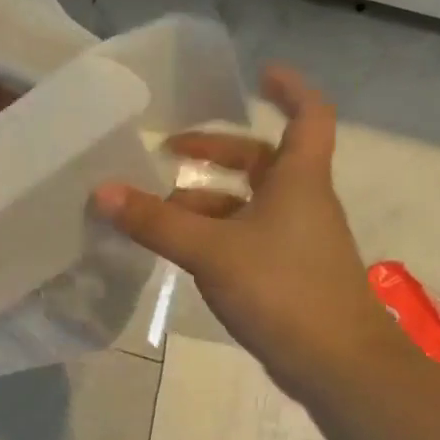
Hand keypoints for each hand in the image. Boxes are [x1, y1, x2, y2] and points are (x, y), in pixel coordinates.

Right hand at [94, 66, 397, 400]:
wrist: (337, 364)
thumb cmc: (282, 289)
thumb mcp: (210, 251)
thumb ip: (156, 222)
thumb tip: (102, 191)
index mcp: (298, 180)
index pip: (308, 115)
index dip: (289, 89)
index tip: (259, 75)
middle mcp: (303, 202)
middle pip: (264, 161)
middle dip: (218, 152)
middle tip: (171, 151)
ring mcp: (298, 240)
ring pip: (251, 204)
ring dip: (208, 200)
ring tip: (160, 210)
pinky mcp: (289, 274)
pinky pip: (248, 237)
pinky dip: (216, 234)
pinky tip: (184, 252)